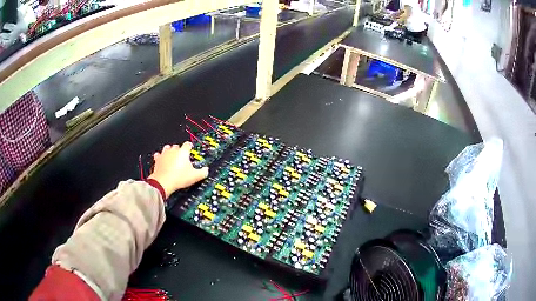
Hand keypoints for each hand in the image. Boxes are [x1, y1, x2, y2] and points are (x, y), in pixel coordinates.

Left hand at [148, 142, 208, 196]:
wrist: (163, 182)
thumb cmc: (178, 178)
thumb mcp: (195, 177)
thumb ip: (203, 172)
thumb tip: (206, 170)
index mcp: (183, 152)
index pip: (187, 144)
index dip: (190, 147)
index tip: (190, 149)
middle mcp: (173, 150)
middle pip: (177, 146)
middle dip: (180, 150)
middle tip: (182, 157)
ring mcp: (164, 154)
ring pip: (167, 148)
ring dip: (170, 151)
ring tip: (172, 157)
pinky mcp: (157, 160)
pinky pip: (158, 155)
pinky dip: (160, 157)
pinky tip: (162, 160)